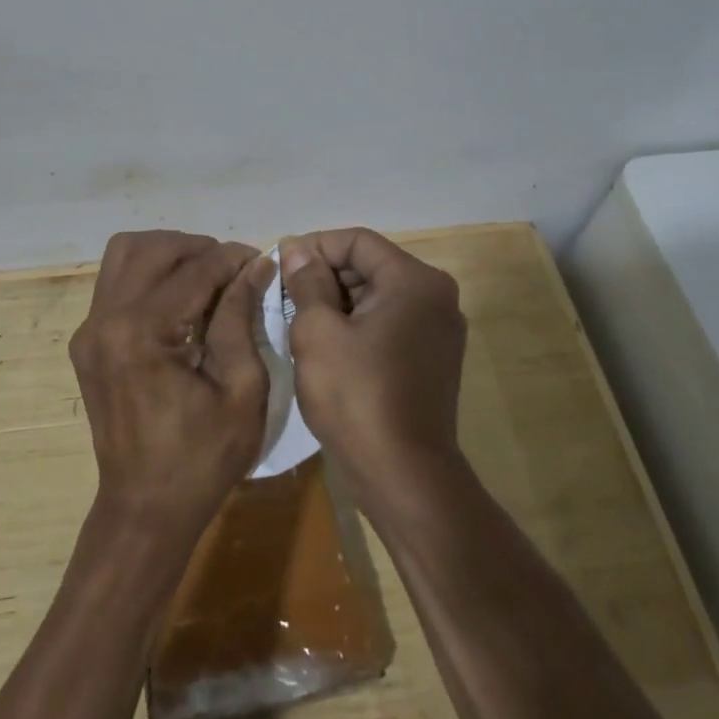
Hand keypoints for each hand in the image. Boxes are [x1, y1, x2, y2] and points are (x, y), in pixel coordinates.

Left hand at [69, 231, 273, 538]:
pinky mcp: (86, 342)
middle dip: (197, 248)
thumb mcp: (241, 390)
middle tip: (232, 270)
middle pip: (150, 248)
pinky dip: (149, 276)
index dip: (232, 258)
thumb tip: (255, 266)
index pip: (193, 270)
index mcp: (142, 334)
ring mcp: (89, 330)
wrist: (145, 509)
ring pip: (124, 255)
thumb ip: (242, 318)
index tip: (261, 259)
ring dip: (167, 254)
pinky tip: (179, 302)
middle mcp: (105, 321)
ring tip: (203, 277)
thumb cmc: (203, 459)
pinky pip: (115, 284)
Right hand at [280, 228, 466, 502]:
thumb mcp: (317, 332)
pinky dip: (357, 326)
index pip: (357, 241)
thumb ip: (307, 283)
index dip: (314, 247)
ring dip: (337, 302)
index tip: (279, 266)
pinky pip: (389, 324)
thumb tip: (298, 250)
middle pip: (370, 266)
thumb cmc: (356, 396)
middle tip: (284, 298)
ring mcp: (439, 331)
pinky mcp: (433, 360)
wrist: (404, 477)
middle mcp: (436, 297)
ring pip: (377, 297)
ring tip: (299, 323)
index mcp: (415, 281)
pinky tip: (327, 347)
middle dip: (325, 276)